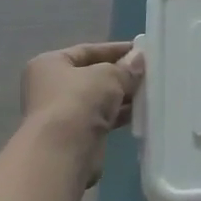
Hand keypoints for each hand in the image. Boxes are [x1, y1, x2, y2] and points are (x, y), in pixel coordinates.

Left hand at [19, 42, 144, 184]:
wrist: (64, 151)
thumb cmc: (79, 100)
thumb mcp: (108, 75)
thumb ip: (126, 67)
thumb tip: (139, 58)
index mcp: (50, 64)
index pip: (87, 50)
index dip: (115, 49)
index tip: (141, 49)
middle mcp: (51, 87)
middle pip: (92, 75)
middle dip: (120, 74)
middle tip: (149, 71)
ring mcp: (62, 112)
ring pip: (98, 98)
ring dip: (122, 95)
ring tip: (150, 90)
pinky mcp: (75, 135)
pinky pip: (101, 118)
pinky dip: (118, 114)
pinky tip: (141, 111)